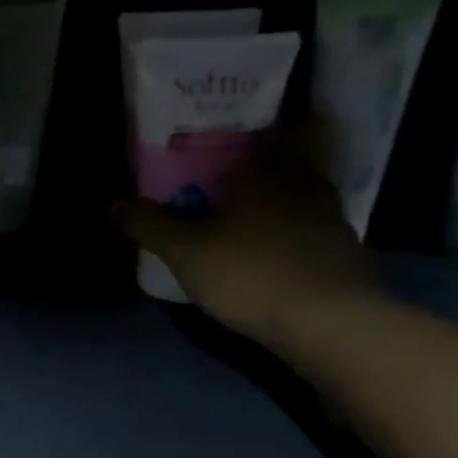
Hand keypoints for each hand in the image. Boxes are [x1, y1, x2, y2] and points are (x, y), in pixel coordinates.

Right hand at [112, 131, 376, 348]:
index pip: (259, 132)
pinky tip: (269, 252)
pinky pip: (309, 229)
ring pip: (297, 196)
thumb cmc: (250, 273)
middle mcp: (304, 185)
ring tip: (241, 217)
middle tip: (219, 180)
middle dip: (252, 168)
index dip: (236, 133)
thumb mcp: (184, 250)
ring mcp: (330, 219)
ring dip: (273, 202)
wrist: (331, 325)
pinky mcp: (344, 254)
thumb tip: (114, 204)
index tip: (212, 141)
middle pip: (280, 162)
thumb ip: (148, 224)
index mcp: (267, 172)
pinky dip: (289, 233)